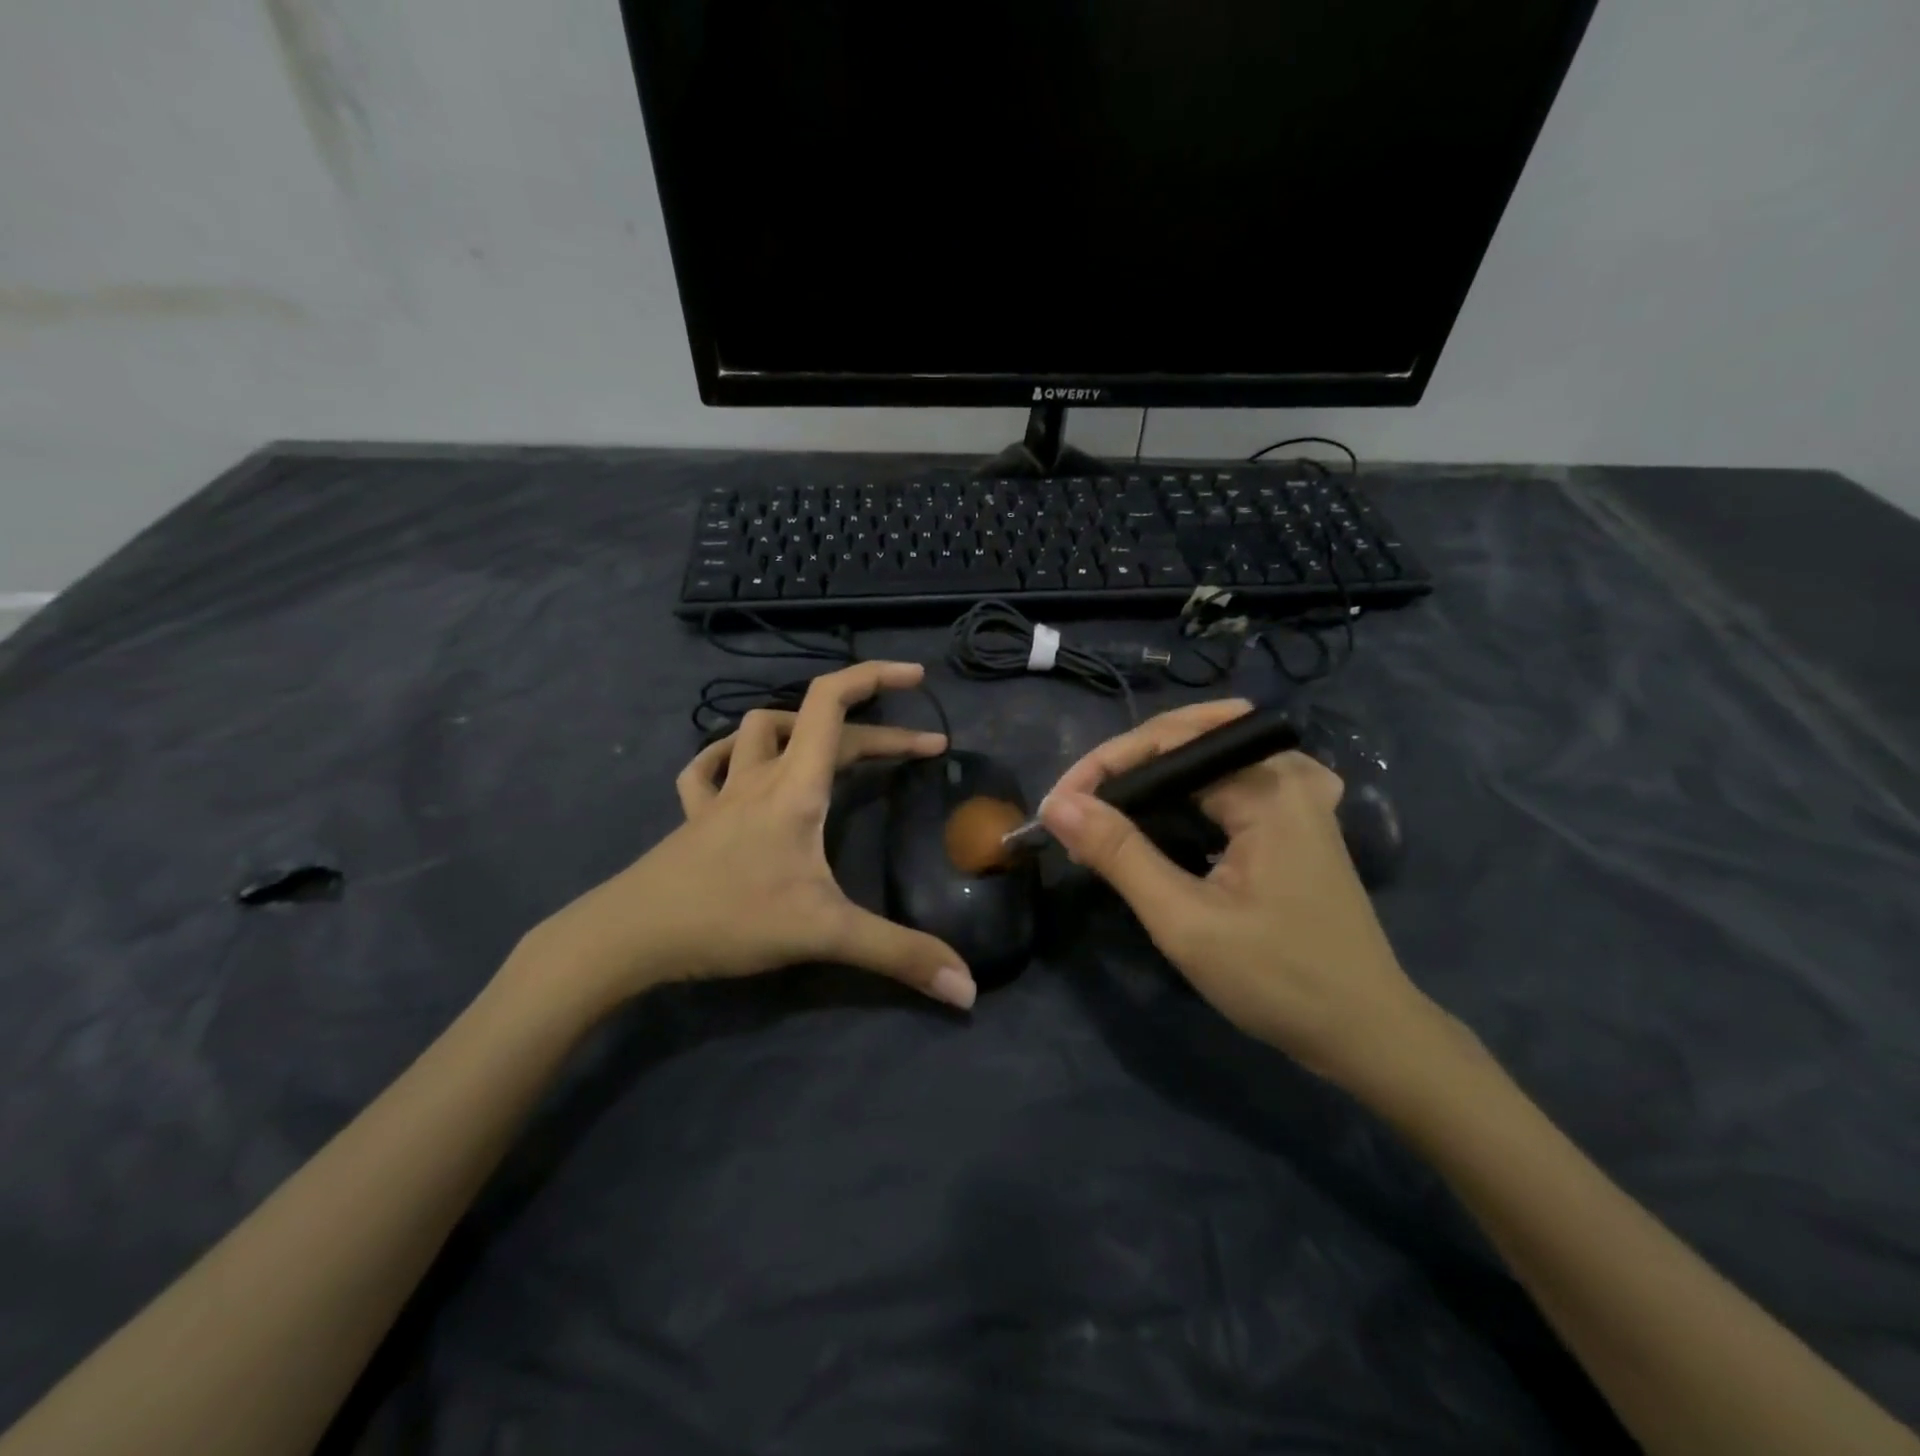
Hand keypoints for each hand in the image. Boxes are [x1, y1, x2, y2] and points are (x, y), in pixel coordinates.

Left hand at [530, 662, 976, 1012]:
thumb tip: (968, 987)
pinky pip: (707, 768)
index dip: (876, 677)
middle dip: (876, 731)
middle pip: (818, 724)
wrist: (628, 937)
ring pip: (757, 730)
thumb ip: (899, 954)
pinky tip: (740, 769)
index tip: (918, 679)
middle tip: (918, 753)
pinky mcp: (693, 818)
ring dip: (800, 727)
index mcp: (795, 785)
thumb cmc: (728, 919)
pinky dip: (730, 757)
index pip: (832, 703)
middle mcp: (759, 776)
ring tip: (833, 749)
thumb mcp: (824, 933)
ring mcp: (720, 794)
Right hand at [1040, 700, 1439, 1087]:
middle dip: (1125, 764)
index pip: (1167, 742)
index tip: (1057, 805)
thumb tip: (1058, 805)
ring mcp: (1298, 794)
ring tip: (1106, 809)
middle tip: (1080, 804)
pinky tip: (1160, 816)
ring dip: (1151, 775)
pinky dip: (1183, 792)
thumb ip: (1119, 854)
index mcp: (1270, 786)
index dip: (1103, 765)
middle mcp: (1289, 772)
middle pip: (1188, 737)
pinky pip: (1228, 780)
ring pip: (1206, 756)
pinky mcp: (1296, 818)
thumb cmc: (1278, 980)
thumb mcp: (1185, 921)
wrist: (1366, 1032)